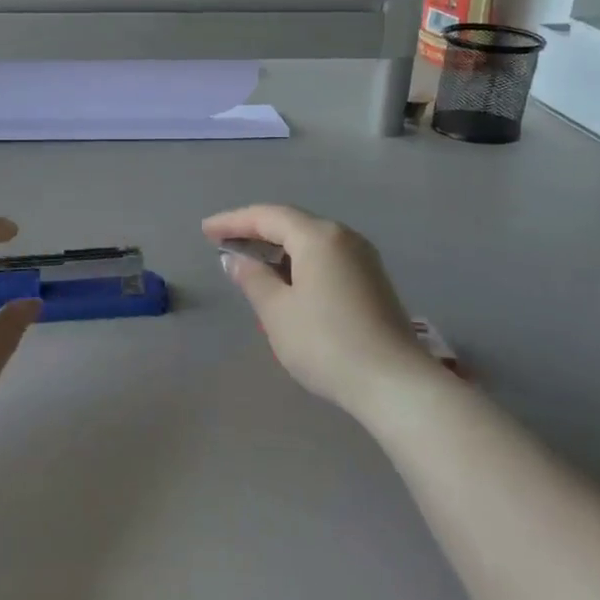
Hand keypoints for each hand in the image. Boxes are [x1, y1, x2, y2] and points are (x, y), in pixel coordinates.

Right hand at [203, 204, 444, 420]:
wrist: (393, 383)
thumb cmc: (325, 342)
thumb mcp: (277, 311)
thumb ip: (253, 278)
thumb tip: (235, 259)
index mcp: (319, 237)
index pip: (268, 216)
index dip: (233, 221)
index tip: (206, 230)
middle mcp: (344, 238)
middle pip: (292, 224)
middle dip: (255, 231)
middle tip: (223, 243)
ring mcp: (363, 259)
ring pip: (311, 242)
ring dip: (278, 249)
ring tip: (249, 263)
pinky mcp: (372, 282)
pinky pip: (326, 259)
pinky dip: (299, 263)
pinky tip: (285, 282)